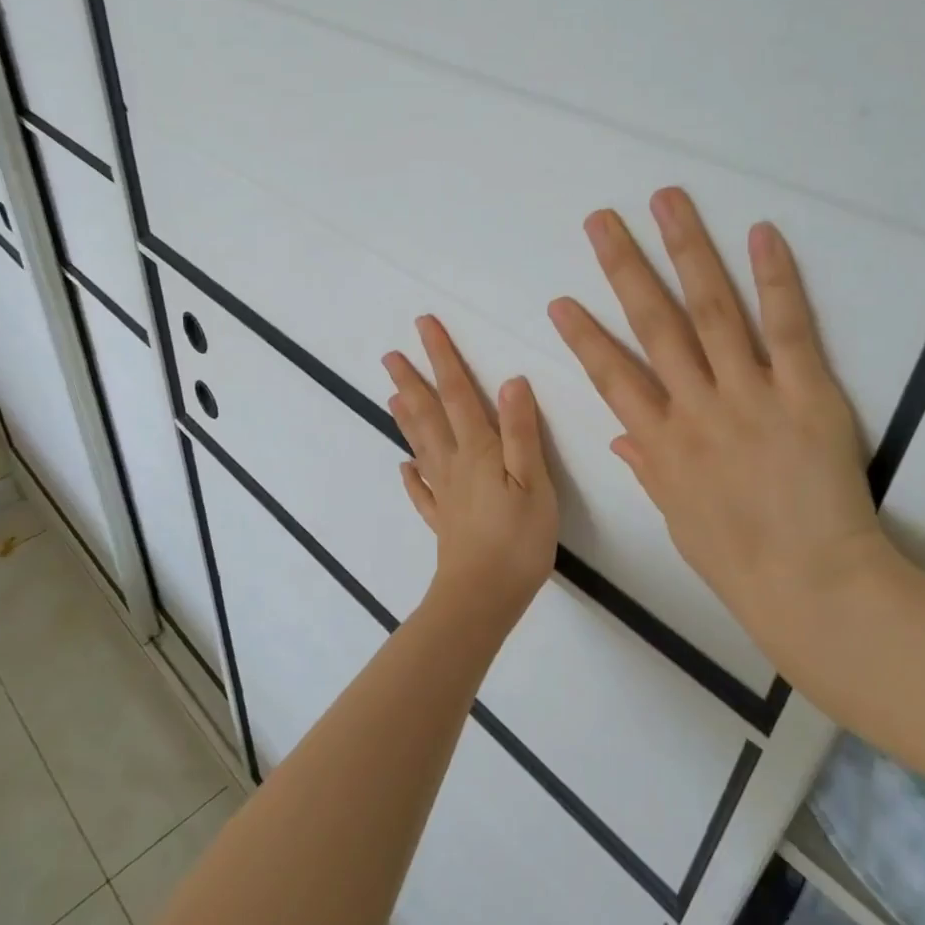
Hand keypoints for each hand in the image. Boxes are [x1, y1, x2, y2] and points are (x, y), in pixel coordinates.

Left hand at [384, 315, 558, 627]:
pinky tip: (404, 467)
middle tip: (390, 354)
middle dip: (412, 380)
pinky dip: (411, 476)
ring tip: (391, 394)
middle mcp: (454, 465)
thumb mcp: (534, 482)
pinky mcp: (442, 522)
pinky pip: (421, 492)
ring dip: (407, 417)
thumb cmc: (518, 540)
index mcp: (478, 451)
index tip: (424, 326)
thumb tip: (511, 381)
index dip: (442, 358)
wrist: (483, 598)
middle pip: (429, 415)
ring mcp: (444, 494)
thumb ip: (522, 432)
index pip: (458, 394)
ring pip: (421, 446)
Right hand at [547, 187, 884, 634]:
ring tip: (666, 203)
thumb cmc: (740, 563)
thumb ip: (650, 469)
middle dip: (623, 269)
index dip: (584, 336)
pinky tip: (759, 233)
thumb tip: (623, 437)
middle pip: (653, 325)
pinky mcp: (804, 394)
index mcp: (660, 444)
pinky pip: (785, 329)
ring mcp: (748, 397)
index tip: (561, 301)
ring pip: (709, 311)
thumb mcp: (679, 518)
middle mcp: (695, 409)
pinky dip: (773, 279)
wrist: (814, 587)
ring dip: (686, 251)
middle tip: (601, 221)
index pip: (611, 377)